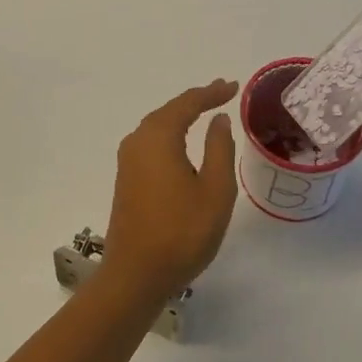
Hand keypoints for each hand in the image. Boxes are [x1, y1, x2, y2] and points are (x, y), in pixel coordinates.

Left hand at [103, 79, 239, 301]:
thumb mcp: (215, 190)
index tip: (234, 86)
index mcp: (158, 137)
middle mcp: (138, 141)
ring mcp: (128, 161)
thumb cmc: (181, 232)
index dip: (212, 93)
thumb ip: (219, 149)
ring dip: (182, 117)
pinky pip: (151, 143)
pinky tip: (183, 143)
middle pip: (169, 111)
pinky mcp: (126, 179)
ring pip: (158, 127)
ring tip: (207, 111)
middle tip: (223, 93)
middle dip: (196, 101)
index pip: (188, 104)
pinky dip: (171, 135)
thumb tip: (218, 120)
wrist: (135, 275)